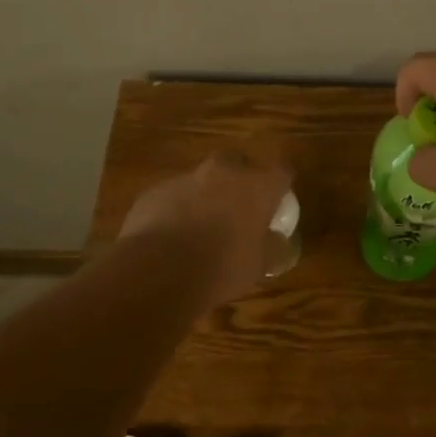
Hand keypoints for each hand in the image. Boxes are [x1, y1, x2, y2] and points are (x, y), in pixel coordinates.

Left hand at [119, 151, 293, 305]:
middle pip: (238, 164)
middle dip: (239, 182)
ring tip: (201, 231)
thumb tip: (278, 242)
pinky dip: (177, 211)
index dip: (280, 186)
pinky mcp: (154, 192)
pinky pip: (173, 198)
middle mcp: (223, 172)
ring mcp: (185, 179)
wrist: (158, 272)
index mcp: (257, 185)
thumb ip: (274, 248)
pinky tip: (172, 239)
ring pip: (202, 180)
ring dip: (205, 197)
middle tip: (239, 210)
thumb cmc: (222, 267)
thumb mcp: (260, 265)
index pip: (281, 171)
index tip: (278, 203)